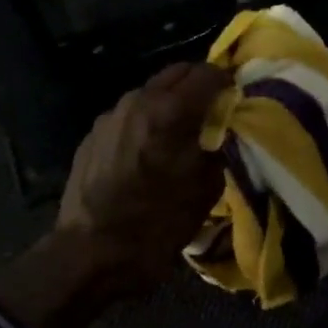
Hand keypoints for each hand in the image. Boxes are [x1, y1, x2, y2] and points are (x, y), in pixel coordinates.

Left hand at [54, 61, 231, 292]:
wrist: (90, 254)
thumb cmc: (157, 224)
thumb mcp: (206, 189)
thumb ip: (220, 148)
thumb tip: (224, 131)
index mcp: (170, 111)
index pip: (209, 73)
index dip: (228, 83)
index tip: (237, 100)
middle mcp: (138, 101)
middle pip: (177, 73)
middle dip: (199, 86)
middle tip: (214, 111)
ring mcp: (110, 116)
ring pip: (151, 92)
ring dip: (171, 103)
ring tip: (181, 133)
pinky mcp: (92, 135)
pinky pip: (129, 116)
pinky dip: (146, 123)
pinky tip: (149, 152)